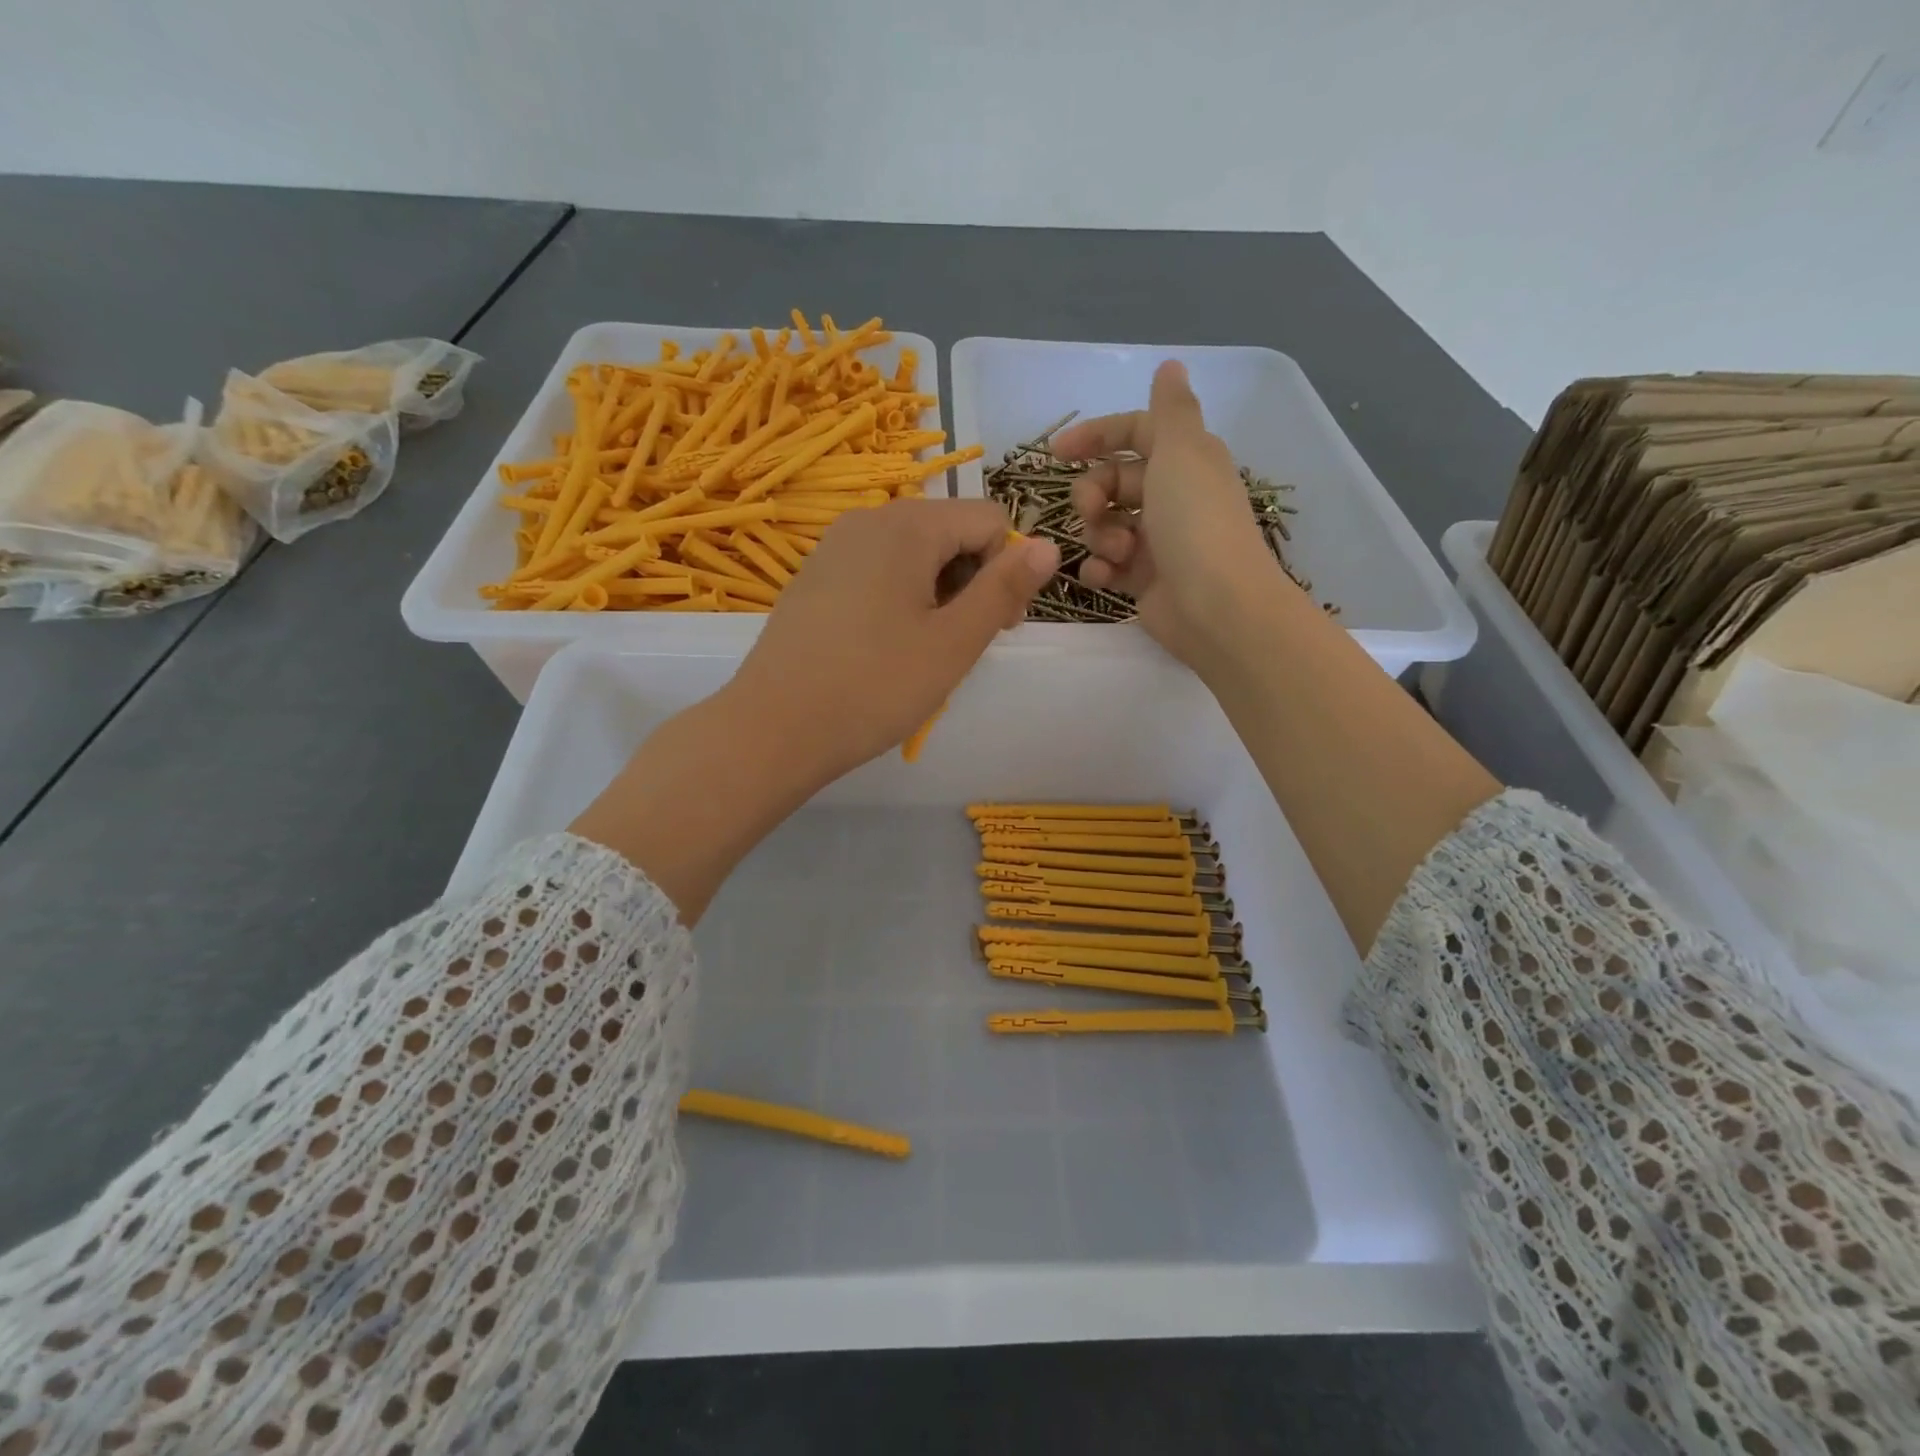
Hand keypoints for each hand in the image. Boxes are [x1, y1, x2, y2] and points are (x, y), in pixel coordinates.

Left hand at [732, 496, 1059, 781]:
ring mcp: (834, 547)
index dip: (1007, 570)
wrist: (774, 729)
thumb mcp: (954, 642)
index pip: (989, 519)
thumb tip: (1048, 543)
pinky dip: (900, 599)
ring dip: (937, 594)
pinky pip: (878, 571)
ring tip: (922, 651)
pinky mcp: (815, 577)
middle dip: (972, 581)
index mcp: (908, 525)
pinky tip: (885, 647)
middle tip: (960, 645)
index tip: (998, 627)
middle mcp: (868, 519)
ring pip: (914, 554)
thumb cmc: (874, 687)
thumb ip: (1005, 588)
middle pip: (950, 532)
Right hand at [1054, 361, 1296, 673]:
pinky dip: (1100, 568)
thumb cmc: (1195, 522)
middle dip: (1093, 493)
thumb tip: (1171, 365)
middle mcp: (1172, 496)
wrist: (1216, 606)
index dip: (1096, 436)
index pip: (1135, 433)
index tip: (1057, 454)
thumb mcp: (1182, 450)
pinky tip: (1104, 575)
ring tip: (1116, 552)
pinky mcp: (1145, 581)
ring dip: (1099, 534)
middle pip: (1113, 481)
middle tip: (1091, 511)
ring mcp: (1158, 541)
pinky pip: (1107, 565)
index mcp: (1185, 459)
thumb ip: (1169, 408)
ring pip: (1106, 524)